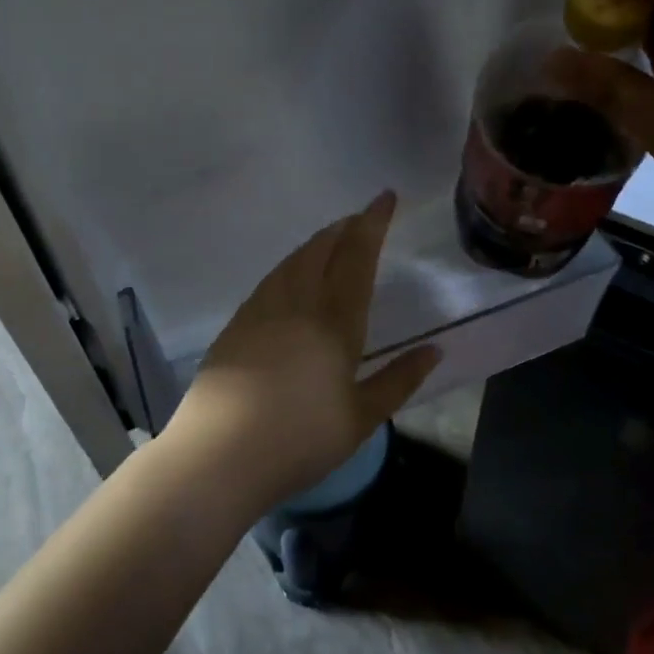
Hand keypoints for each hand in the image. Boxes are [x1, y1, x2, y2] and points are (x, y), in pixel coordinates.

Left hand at [166, 191, 442, 513]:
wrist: (218, 455)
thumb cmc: (299, 440)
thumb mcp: (361, 419)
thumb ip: (399, 380)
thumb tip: (435, 350)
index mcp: (335, 321)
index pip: (358, 257)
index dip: (373, 223)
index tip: (385, 197)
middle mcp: (298, 303)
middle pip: (322, 249)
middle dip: (345, 228)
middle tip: (362, 219)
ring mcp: (261, 310)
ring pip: (293, 260)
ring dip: (317, 243)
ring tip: (332, 240)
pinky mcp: (237, 324)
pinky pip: (272, 279)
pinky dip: (292, 265)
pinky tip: (293, 277)